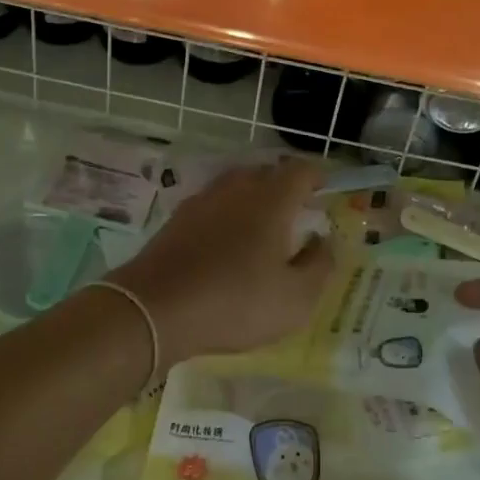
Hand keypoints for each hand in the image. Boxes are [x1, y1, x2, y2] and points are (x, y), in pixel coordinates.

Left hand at [107, 160, 332, 363]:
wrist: (154, 309)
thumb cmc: (235, 302)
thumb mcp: (295, 298)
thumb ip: (319, 265)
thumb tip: (324, 240)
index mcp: (271, 200)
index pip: (300, 171)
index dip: (316, 175)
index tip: (325, 187)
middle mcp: (237, 189)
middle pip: (266, 173)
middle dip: (284, 186)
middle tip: (296, 210)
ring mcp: (202, 200)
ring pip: (236, 186)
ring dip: (253, 198)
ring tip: (261, 225)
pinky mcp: (177, 219)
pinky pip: (213, 205)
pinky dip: (226, 215)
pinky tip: (225, 242)